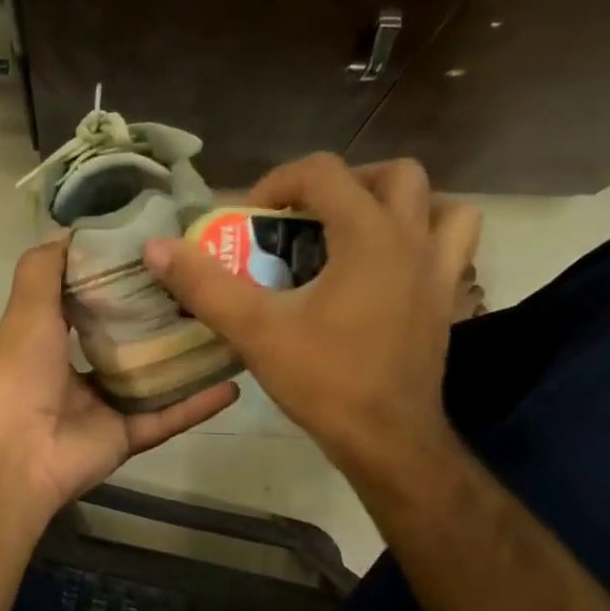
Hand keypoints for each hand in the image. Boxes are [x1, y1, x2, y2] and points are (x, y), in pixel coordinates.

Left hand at [0, 240, 238, 517]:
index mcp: (53, 343)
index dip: (122, 278)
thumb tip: (72, 232)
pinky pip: (169, 418)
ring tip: (229, 328)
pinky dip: (198, 404)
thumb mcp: (27, 309)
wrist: (15, 453)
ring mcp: (106, 409)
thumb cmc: (18, 373)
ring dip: (188, 359)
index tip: (160, 250)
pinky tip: (233, 383)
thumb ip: (44, 270)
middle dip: (163, 316)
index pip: (93, 304)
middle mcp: (81, 374)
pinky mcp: (127, 438)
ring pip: (155, 380)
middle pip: (130, 342)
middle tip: (207, 284)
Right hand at [142, 154, 477, 482]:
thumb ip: (205, 285)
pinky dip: (426, 244)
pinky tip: (390, 272)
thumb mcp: (255, 331)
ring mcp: (439, 273)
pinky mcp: (447, 304)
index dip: (280, 183)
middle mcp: (413, 241)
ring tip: (359, 235)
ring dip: (400, 207)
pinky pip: (453, 250)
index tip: (253, 220)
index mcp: (368, 236)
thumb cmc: (324, 381)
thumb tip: (156, 247)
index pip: (324, 171)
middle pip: (394, 176)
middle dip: (347, 185)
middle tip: (312, 218)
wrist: (387, 439)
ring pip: (440, 206)